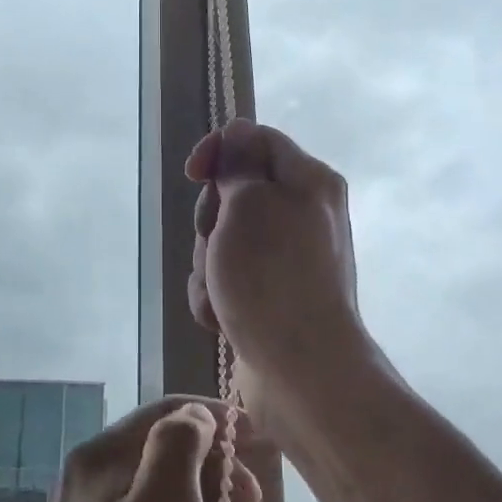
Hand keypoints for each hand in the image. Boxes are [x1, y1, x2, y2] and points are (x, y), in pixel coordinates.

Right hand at [187, 120, 366, 431]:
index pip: (255, 140)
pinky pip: (228, 279)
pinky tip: (223, 319)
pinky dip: (218, 296)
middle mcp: (302, 214)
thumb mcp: (249, 204)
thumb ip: (238, 164)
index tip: (193, 174)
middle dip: (211, 222)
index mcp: (308, 181)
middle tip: (217, 244)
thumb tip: (238, 131)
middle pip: (234, 194)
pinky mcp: (270, 296)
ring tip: (222, 294)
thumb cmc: (272, 277)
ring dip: (209, 266)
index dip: (219, 150)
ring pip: (223, 241)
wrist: (302, 371)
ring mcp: (286, 259)